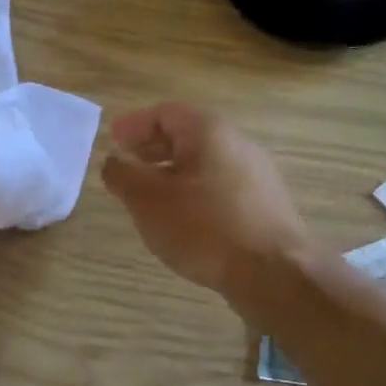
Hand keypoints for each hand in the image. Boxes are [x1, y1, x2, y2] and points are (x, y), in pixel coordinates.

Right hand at [101, 102, 315, 303]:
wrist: (273, 272)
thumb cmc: (203, 226)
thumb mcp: (147, 200)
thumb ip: (122, 176)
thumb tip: (112, 162)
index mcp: (208, 131)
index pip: (165, 113)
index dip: (134, 125)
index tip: (113, 140)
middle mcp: (237, 143)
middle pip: (187, 135)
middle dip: (152, 147)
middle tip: (127, 162)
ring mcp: (256, 174)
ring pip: (203, 162)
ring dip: (171, 171)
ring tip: (149, 193)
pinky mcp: (264, 204)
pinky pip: (219, 184)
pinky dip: (192, 190)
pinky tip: (181, 216)